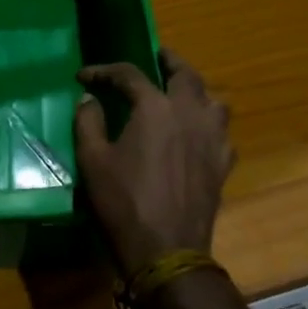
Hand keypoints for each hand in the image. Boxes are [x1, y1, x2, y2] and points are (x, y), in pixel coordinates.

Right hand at [72, 49, 234, 276]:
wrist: (167, 251)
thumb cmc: (124, 203)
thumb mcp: (93, 160)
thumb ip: (88, 122)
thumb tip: (89, 98)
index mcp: (155, 107)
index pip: (129, 74)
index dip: (104, 71)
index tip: (84, 76)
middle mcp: (189, 113)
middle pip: (185, 75)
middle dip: (169, 61)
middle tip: (157, 57)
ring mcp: (212, 138)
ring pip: (213, 100)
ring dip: (197, 91)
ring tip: (182, 94)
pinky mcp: (223, 164)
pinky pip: (221, 133)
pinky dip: (209, 125)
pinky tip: (198, 135)